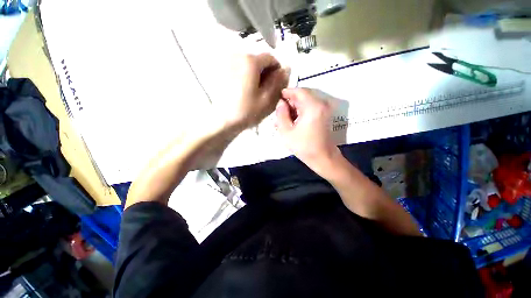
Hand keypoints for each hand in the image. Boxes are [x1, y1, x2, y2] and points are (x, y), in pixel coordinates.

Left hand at [223, 54, 288, 129]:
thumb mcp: (267, 98)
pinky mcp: (222, 71)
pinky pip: (240, 70)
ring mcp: (228, 63)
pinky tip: (244, 91)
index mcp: (250, 61)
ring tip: (254, 93)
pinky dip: (246, 78)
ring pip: (250, 66)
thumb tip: (286, 68)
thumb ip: (278, 82)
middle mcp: (238, 56)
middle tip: (265, 91)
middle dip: (265, 74)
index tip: (275, 86)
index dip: (277, 71)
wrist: (222, 120)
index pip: (271, 58)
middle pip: (259, 61)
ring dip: (256, 77)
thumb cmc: (246, 111)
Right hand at [276, 88, 341, 175]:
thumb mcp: (286, 131)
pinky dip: (300, 113)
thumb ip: (281, 114)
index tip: (278, 97)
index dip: (287, 92)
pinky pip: (309, 109)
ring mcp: (324, 110)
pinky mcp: (324, 115)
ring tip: (283, 120)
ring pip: (305, 103)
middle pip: (302, 97)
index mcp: (312, 107)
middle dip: (289, 103)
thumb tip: (281, 103)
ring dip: (293, 109)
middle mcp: (321, 104)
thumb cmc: (303, 146)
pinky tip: (291, 122)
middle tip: (279, 113)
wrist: (322, 157)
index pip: (299, 91)